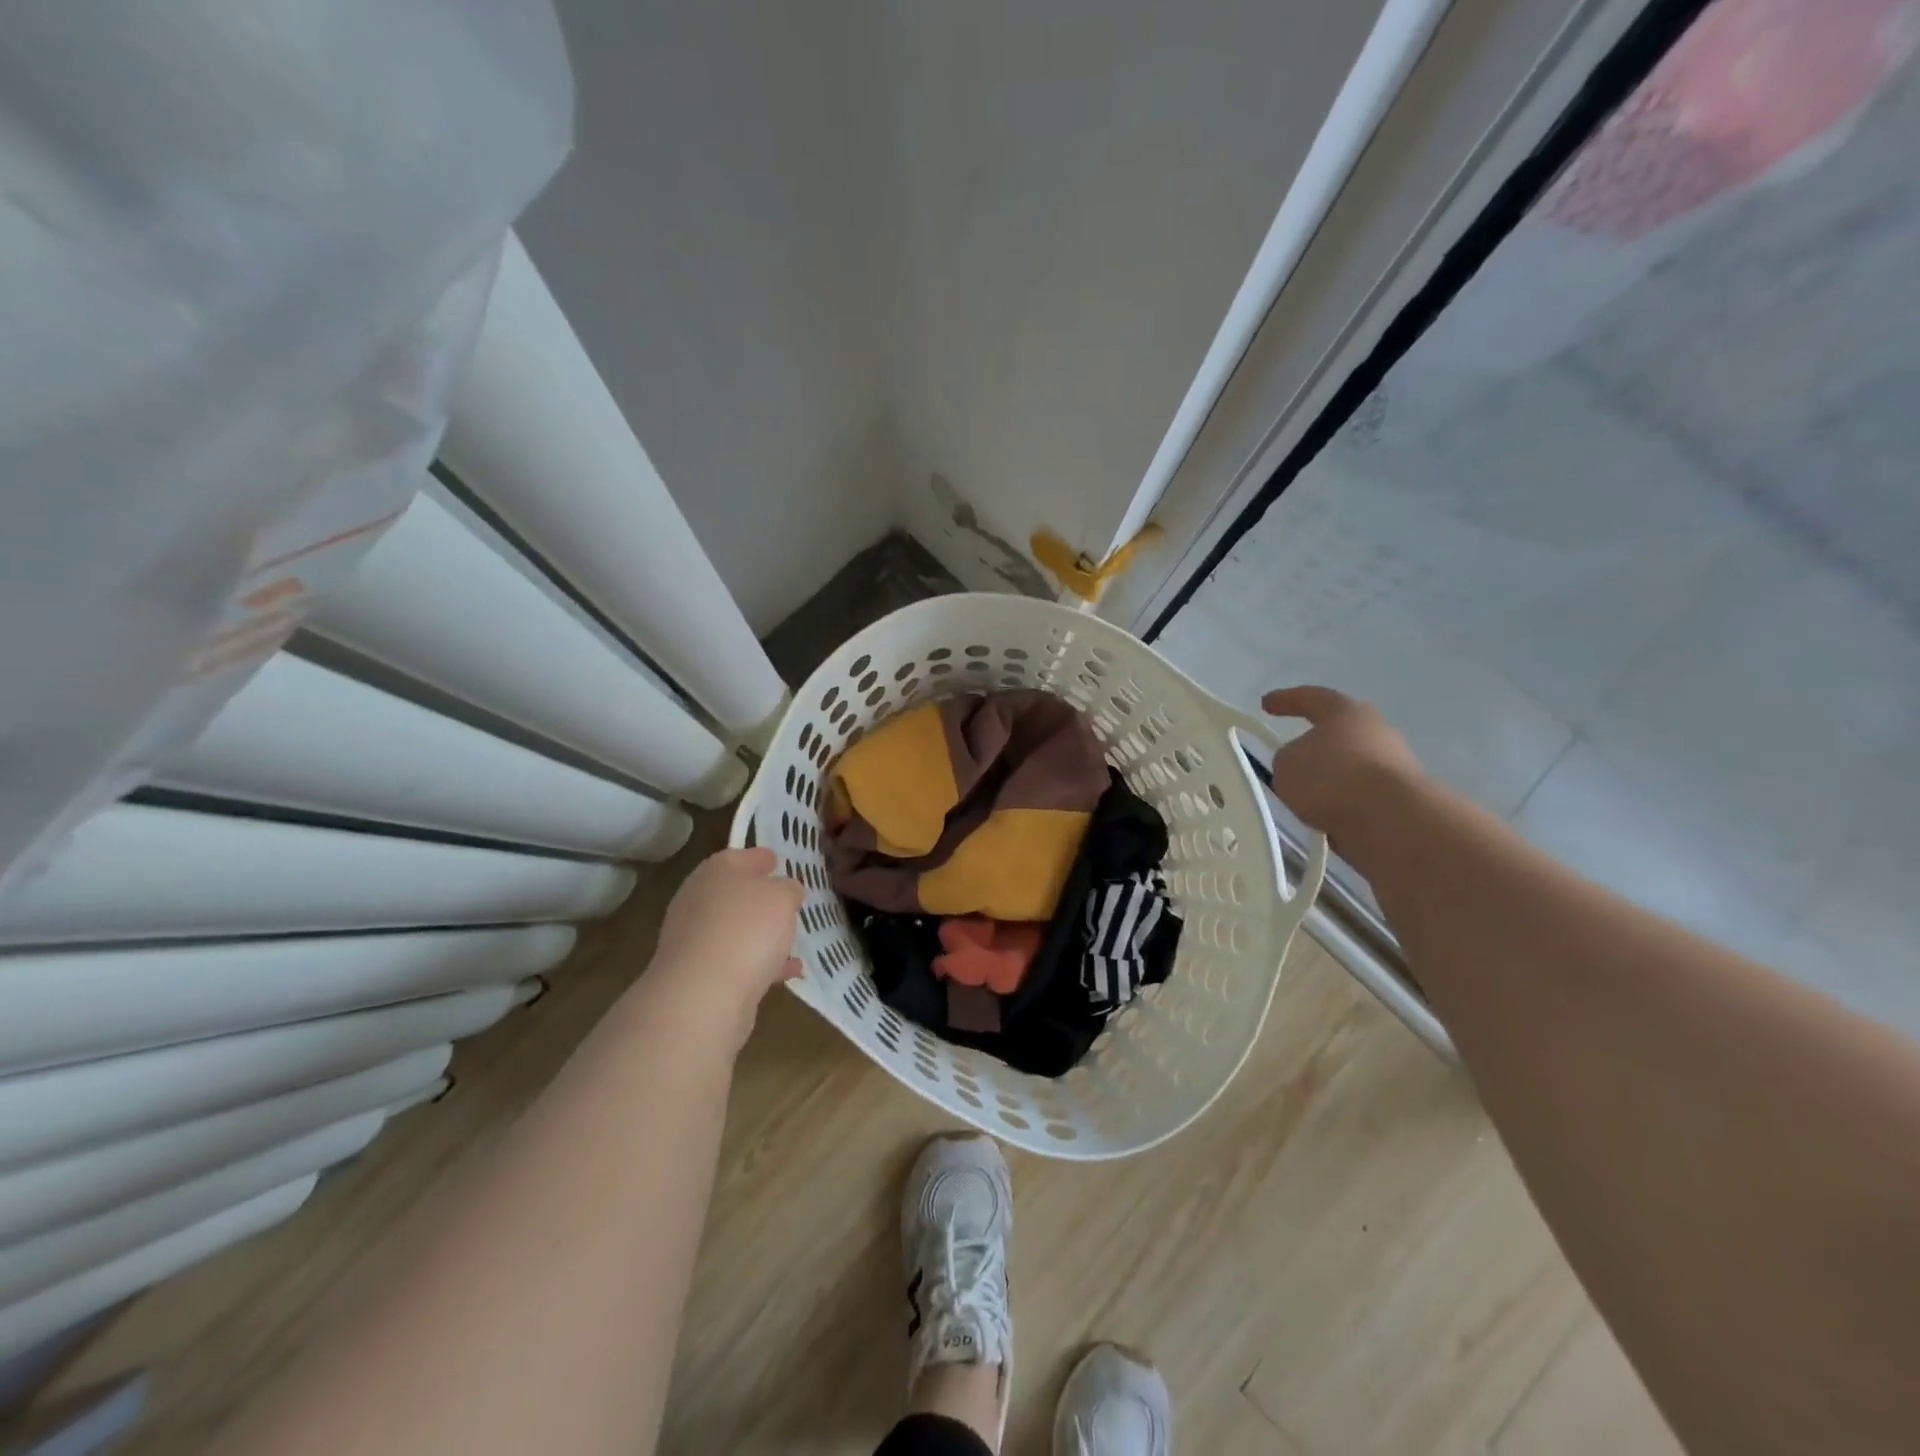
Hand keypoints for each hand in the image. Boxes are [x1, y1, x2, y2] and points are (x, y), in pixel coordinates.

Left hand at [648, 847, 803, 1049]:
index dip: (762, 858)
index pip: (741, 855)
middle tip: (786, 901)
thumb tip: (785, 890)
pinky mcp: (697, 973)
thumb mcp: (782, 897)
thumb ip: (788, 888)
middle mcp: (699, 899)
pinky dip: (760, 962)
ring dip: (759, 932)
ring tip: (790, 937)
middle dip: (759, 897)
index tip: (780, 861)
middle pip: (733, 892)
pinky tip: (788, 970)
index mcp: (717, 870)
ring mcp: (694, 938)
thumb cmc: (747, 929)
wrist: (703, 994)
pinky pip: (736, 960)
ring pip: (733, 928)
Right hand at [1260, 686, 1422, 858]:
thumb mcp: (1286, 764)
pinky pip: (1360, 799)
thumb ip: (1288, 759)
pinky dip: (1341, 807)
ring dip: (1328, 782)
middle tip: (1291, 760)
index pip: (1311, 698)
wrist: (1391, 820)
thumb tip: (1302, 766)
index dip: (1286, 700)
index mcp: (1346, 712)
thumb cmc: (1331, 777)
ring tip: (1303, 802)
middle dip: (1315, 747)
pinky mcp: (1402, 799)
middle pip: (1338, 734)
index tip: (1266, 703)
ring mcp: (1395, 766)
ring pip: (1350, 770)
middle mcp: (1376, 732)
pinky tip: (1323, 822)